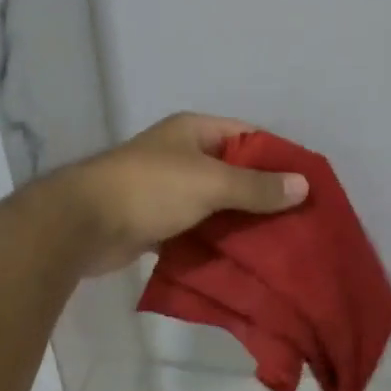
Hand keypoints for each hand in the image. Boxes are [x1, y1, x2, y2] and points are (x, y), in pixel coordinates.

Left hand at [57, 113, 308, 275]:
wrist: (83, 224)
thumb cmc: (150, 188)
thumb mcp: (210, 182)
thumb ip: (256, 186)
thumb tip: (304, 185)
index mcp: (194, 131)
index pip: (248, 136)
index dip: (277, 157)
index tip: (306, 184)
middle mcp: (182, 155)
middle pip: (233, 171)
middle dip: (263, 194)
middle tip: (298, 221)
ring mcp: (167, 189)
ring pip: (215, 203)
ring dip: (240, 221)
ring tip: (279, 243)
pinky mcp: (156, 221)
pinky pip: (196, 227)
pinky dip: (215, 239)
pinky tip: (242, 258)